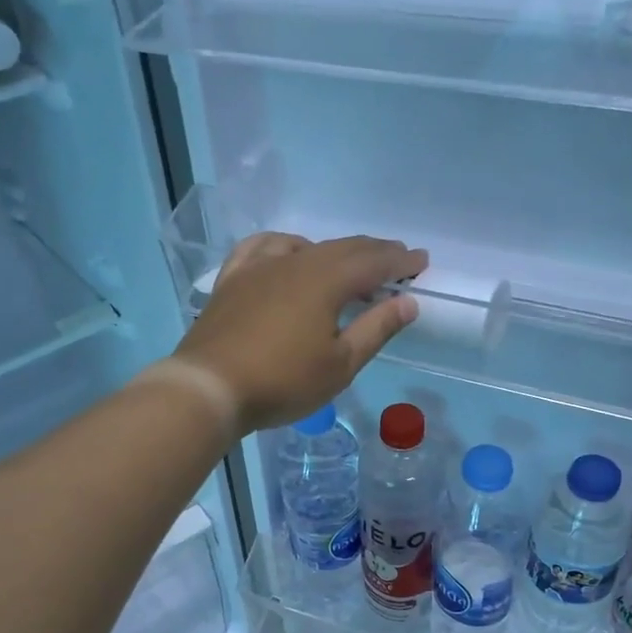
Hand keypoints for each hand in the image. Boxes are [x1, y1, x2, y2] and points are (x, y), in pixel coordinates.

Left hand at [175, 232, 428, 432]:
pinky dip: (286, 245)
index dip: (400, 261)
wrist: (209, 387)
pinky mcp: (233, 279)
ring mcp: (259, 267)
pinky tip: (290, 253)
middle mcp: (295, 262)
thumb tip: (408, 302)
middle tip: (397, 259)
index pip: (373, 261)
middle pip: (342, 248)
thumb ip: (376, 329)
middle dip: (374, 252)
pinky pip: (263, 247)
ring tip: (349, 263)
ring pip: (306, 246)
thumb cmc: (282, 381)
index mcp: (326, 280)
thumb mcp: (340, 364)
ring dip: (335, 250)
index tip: (422, 262)